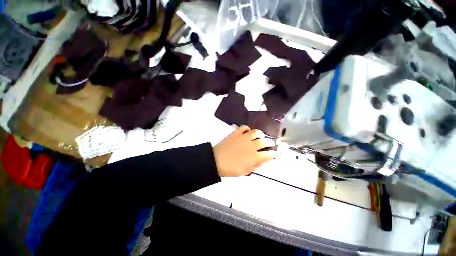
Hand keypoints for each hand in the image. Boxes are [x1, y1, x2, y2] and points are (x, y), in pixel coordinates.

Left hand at [213, 126, 276, 176]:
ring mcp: (244, 138)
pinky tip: (248, 132)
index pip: (269, 154)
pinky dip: (248, 129)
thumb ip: (257, 164)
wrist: (216, 161)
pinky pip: (244, 127)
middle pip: (265, 141)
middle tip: (270, 144)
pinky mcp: (236, 133)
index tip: (274, 154)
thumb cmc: (231, 169)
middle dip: (270, 142)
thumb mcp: (246, 171)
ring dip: (260, 134)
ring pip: (256, 132)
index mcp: (254, 157)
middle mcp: (251, 145)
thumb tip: (264, 159)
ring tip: (260, 136)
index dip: (273, 154)